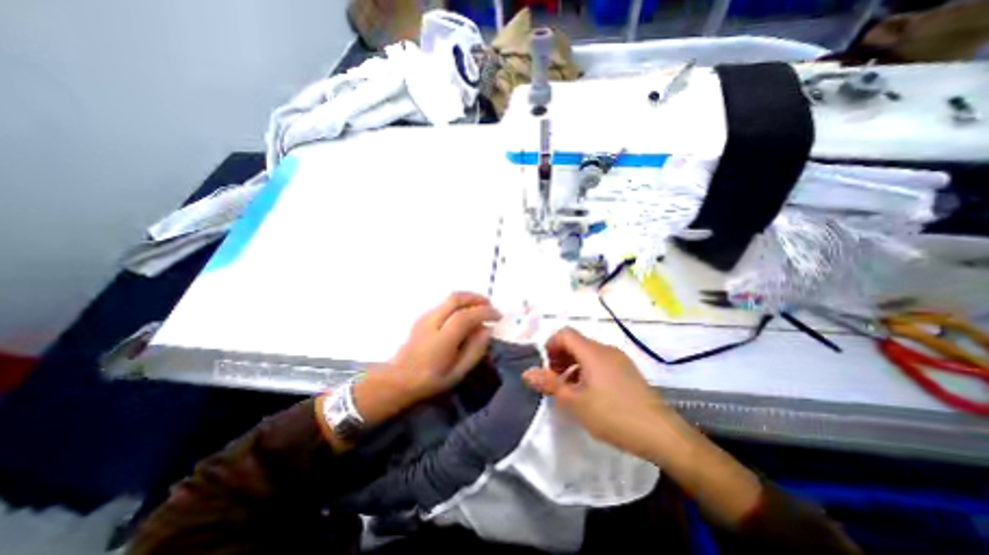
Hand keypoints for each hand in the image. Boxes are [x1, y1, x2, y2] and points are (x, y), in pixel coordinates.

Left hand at [392, 296, 502, 402]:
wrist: (398, 379)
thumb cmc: (430, 380)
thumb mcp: (458, 373)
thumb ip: (475, 350)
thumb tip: (487, 329)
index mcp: (441, 340)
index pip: (465, 316)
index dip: (484, 312)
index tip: (498, 316)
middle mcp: (432, 322)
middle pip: (456, 299)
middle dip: (476, 298)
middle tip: (490, 306)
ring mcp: (425, 317)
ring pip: (449, 298)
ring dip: (468, 299)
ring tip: (481, 308)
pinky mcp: (422, 316)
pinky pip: (444, 303)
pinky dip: (459, 303)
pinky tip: (466, 314)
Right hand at [521, 327, 667, 457]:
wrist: (662, 435)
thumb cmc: (613, 415)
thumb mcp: (575, 402)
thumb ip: (549, 384)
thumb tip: (527, 372)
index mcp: (592, 352)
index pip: (565, 333)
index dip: (551, 346)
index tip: (547, 368)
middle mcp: (606, 349)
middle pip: (576, 342)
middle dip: (560, 358)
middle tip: (556, 382)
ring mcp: (619, 359)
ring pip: (588, 353)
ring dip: (573, 366)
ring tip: (571, 391)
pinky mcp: (628, 371)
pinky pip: (601, 363)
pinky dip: (588, 371)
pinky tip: (590, 395)